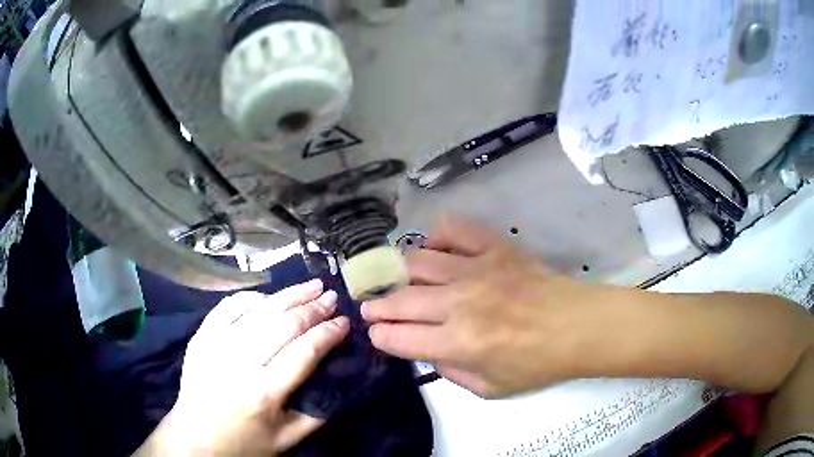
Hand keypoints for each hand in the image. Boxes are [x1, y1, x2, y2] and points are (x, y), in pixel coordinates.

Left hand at [137, 279, 348, 455]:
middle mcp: (240, 363)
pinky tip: (269, 296)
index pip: (304, 352)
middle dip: (313, 308)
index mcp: (265, 392)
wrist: (196, 438)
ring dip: (288, 295)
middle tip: (332, 297)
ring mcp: (217, 345)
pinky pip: (228, 307)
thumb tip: (339, 382)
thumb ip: (316, 414)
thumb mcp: (287, 440)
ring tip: (311, 285)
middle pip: (283, 324)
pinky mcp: (202, 337)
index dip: (328, 333)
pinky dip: (252, 297)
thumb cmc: (244, 443)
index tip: (344, 322)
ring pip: (258, 309)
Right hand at [362, 216, 619, 397]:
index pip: (399, 337)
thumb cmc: (537, 363)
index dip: (381, 336)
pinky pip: (454, 230)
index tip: (377, 334)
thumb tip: (430, 351)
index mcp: (458, 342)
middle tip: (371, 307)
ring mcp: (475, 269)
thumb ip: (451, 373)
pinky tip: (436, 249)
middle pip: (400, 299)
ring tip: (398, 280)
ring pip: (417, 262)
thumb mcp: (490, 389)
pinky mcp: (493, 247)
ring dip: (399, 273)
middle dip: (378, 306)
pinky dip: (438, 236)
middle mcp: (458, 302)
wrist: (577, 326)